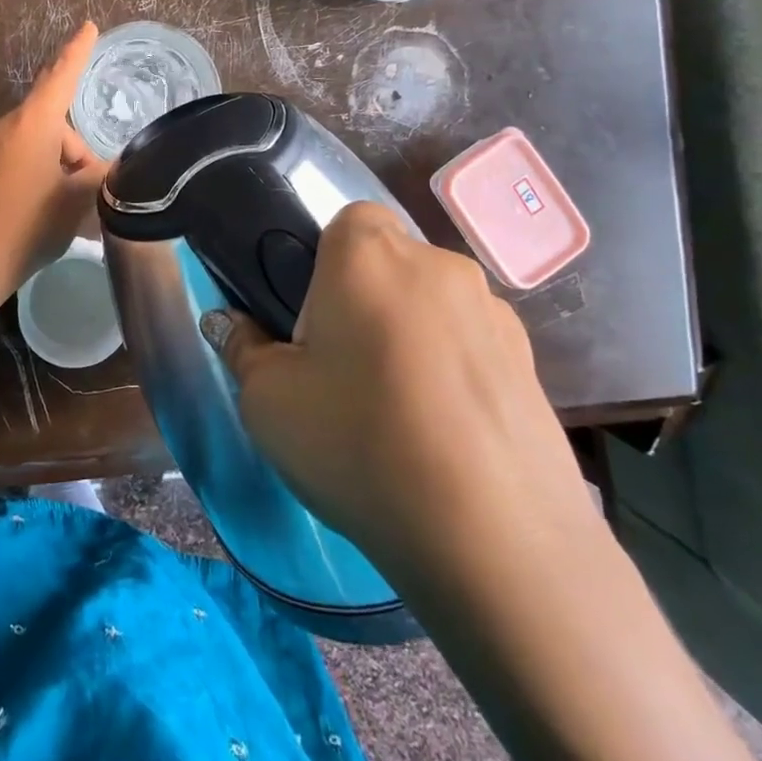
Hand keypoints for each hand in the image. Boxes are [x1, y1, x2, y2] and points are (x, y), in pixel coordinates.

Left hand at [0, 23, 107, 287]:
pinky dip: (25, 180)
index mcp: (31, 123)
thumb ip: (100, 178)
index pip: (60, 77)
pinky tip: (32, 216)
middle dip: (73, 157)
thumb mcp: (76, 201)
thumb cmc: (29, 223)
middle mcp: (0, 126)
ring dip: (50, 171)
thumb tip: (112, 170)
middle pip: (49, 128)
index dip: (77, 52)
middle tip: (86, 199)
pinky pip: (6, 165)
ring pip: (28, 149)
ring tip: (62, 214)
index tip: (88, 26)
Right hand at [216, 201, 593, 572]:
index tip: (312, 327)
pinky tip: (445, 436)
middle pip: (389, 264)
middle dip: (363, 302)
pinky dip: (453, 373)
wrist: (493, 539)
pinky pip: (472, 348)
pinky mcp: (531, 364)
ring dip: (411, 336)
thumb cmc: (358, 442)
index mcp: (369, 253)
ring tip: (400, 413)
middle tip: (344, 372)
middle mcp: (437, 264)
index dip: (322, 265)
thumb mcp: (267, 400)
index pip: (344, 221)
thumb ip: (242, 347)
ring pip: (432, 306)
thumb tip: (230, 324)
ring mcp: (494, 312)